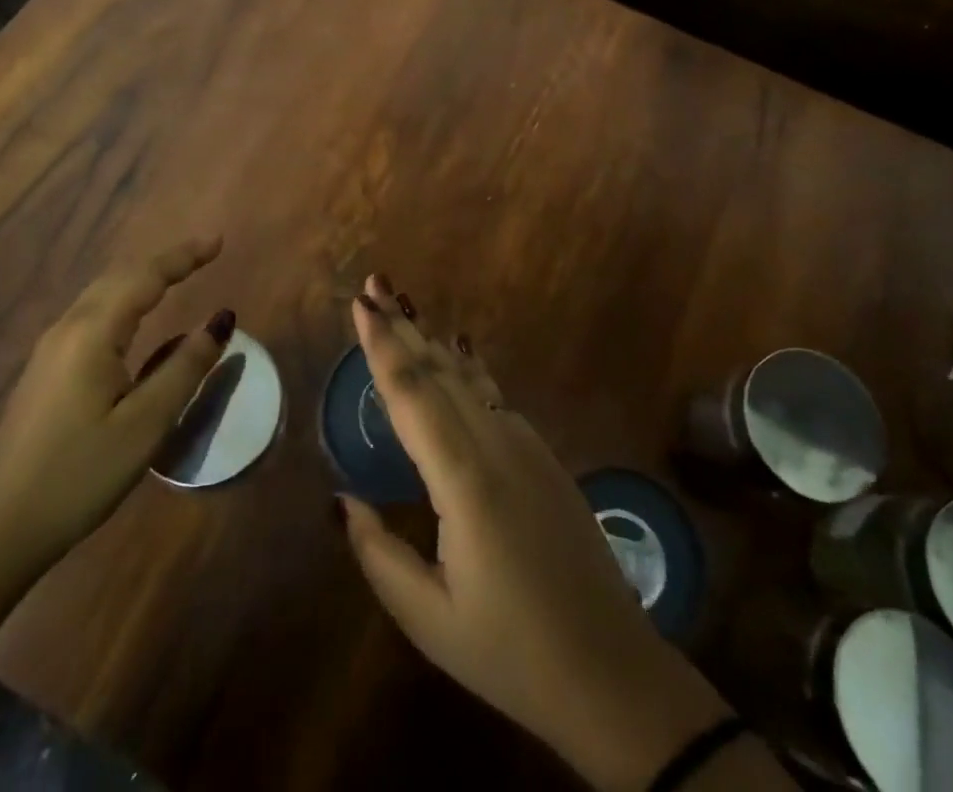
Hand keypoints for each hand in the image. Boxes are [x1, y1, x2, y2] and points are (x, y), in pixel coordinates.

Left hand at [0, 237, 233, 572]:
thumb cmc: (78, 475)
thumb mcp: (146, 424)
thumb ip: (185, 367)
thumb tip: (221, 319)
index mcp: (93, 333)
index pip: (145, 276)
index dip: (184, 256)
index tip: (219, 241)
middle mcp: (68, 329)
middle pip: (120, 276)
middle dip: (164, 261)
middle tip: (205, 253)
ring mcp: (50, 350)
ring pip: (102, 293)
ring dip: (142, 278)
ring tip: (177, 275)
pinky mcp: (45, 371)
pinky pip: (92, 314)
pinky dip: (124, 299)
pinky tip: (134, 317)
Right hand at [336, 276, 728, 791]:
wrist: (613, 670)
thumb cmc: (512, 653)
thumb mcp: (429, 617)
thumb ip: (377, 553)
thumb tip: (340, 499)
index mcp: (464, 479)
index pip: (413, 395)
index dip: (383, 346)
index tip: (361, 303)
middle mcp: (497, 444)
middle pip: (440, 370)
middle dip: (403, 325)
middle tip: (374, 283)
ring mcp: (527, 446)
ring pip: (469, 377)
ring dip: (431, 341)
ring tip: (404, 308)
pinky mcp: (543, 456)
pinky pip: (493, 395)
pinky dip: (462, 368)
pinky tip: (454, 356)